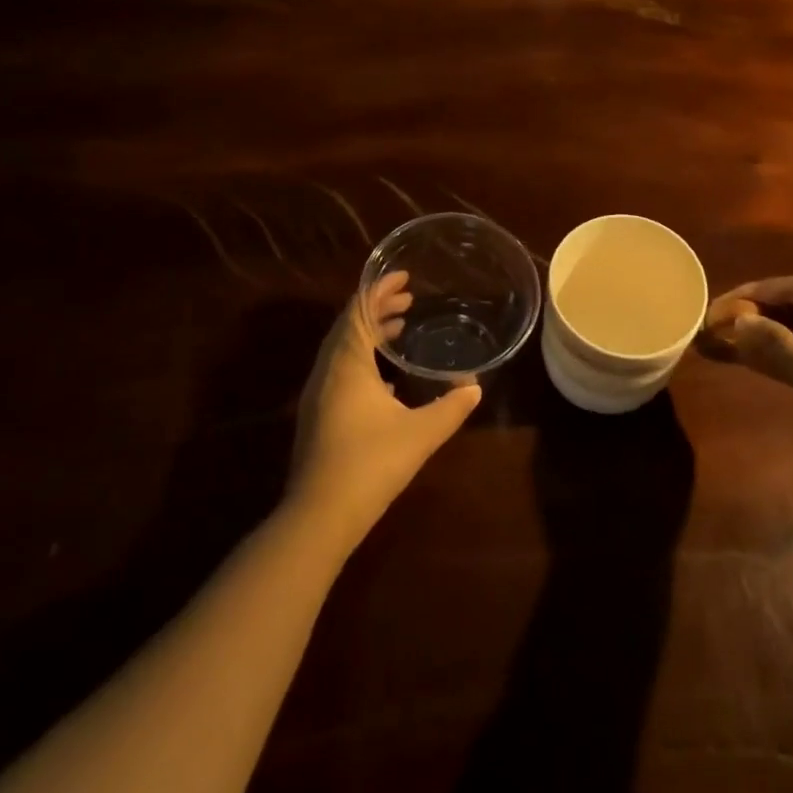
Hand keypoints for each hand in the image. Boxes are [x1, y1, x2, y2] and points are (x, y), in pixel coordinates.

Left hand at [284, 271, 483, 551]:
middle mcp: (328, 370)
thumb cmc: (370, 464)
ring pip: (343, 348)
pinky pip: (340, 369)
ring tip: (400, 328)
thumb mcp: (420, 434)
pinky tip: (387, 379)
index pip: (359, 310)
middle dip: (377, 307)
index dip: (380, 288)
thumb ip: (451, 408)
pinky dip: (363, 358)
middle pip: (349, 324)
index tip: (404, 276)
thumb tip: (475, 389)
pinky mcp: (318, 414)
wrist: (319, 515)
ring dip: (369, 333)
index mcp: (347, 363)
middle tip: (408, 299)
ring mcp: (319, 393)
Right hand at [699, 277, 792, 498]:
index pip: (792, 287)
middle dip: (751, 315)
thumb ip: (776, 344)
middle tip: (712, 327)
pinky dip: (775, 356)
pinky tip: (744, 360)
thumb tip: (737, 320)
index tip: (715, 308)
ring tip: (718, 342)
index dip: (750, 295)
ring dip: (759, 337)